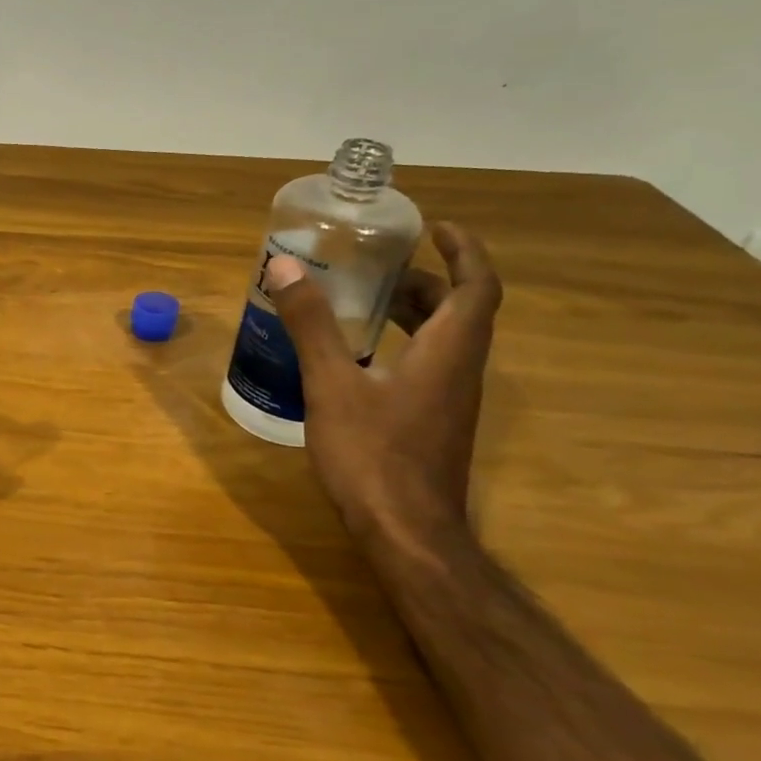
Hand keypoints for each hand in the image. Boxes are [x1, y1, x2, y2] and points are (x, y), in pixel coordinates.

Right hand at [265, 222, 502, 548]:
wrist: (406, 534)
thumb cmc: (373, 454)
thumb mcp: (331, 384)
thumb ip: (311, 325)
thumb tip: (284, 267)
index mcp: (448, 351)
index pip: (476, 286)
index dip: (464, 250)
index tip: (434, 227)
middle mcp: (459, 371)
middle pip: (459, 311)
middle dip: (425, 279)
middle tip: (378, 264)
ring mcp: (448, 401)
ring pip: (443, 341)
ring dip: (412, 313)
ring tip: (363, 301)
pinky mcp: (432, 424)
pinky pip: (426, 366)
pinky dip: (400, 345)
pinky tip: (355, 358)